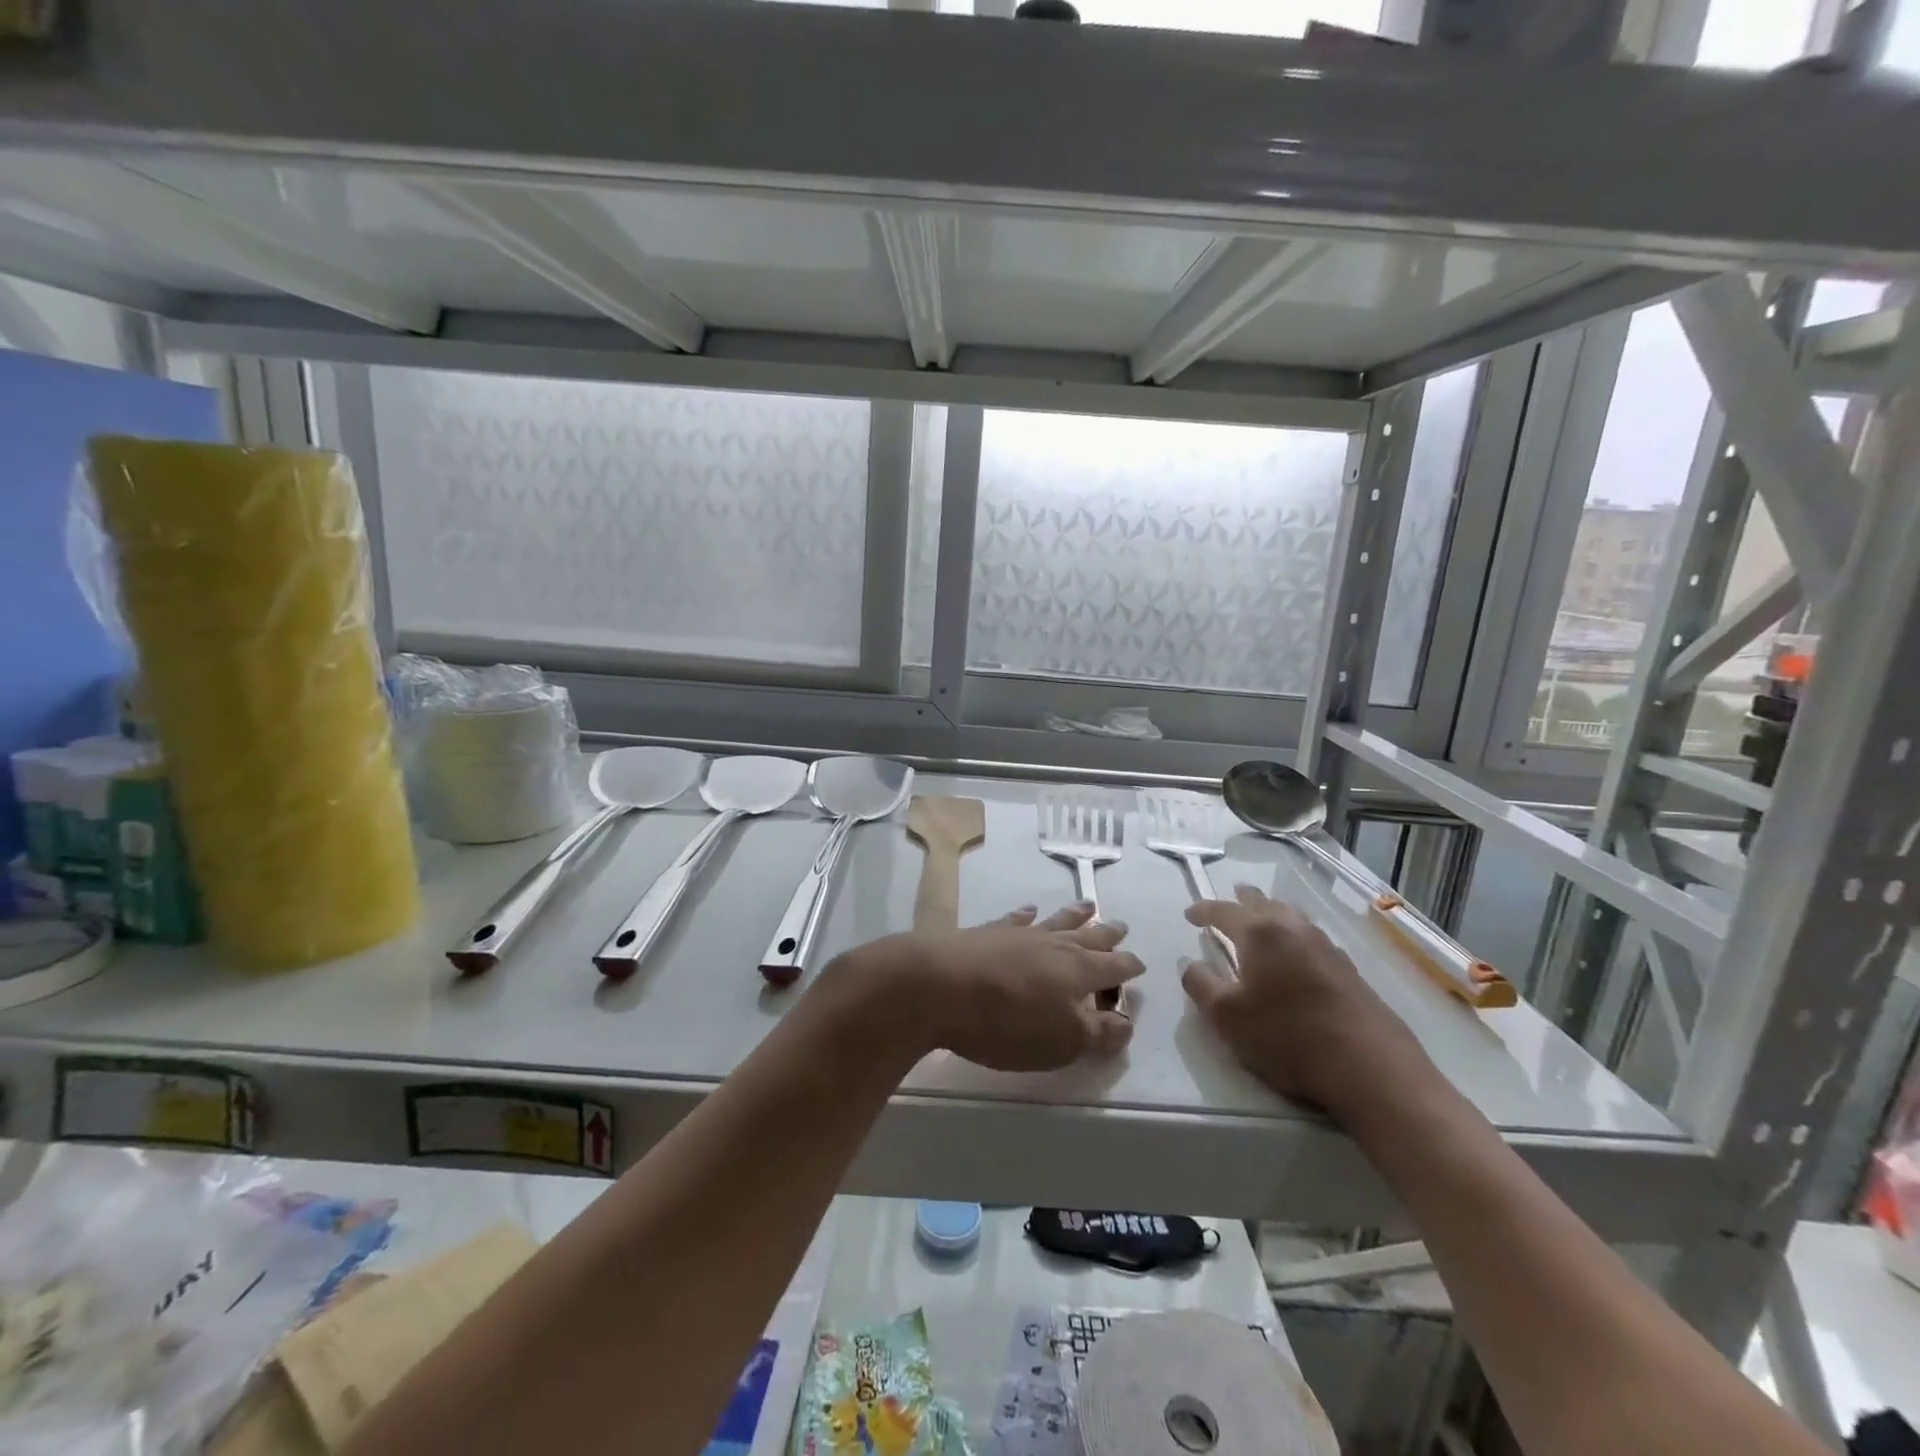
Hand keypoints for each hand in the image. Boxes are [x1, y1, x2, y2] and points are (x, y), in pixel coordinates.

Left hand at [840, 903, 1144, 1071]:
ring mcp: (1018, 934)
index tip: (1140, 965)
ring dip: (1074, 914)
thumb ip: (1098, 1032)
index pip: (1113, 967)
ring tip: (1088, 905)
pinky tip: (1029, 910)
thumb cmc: (1007, 1022)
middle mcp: (1053, 945)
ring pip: (1055, 921)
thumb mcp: (1062, 1041)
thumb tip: (1126, 1023)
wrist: (939, 986)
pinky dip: (1026, 915)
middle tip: (1121, 925)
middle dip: (1107, 934)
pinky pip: (1015, 919)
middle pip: (1088, 936)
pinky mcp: (987, 933)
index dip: (1128, 968)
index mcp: (1078, 971)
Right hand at [1181, 885, 1437, 1119]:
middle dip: (1242, 899)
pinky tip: (1298, 952)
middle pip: (1263, 902)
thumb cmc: (1288, 1038)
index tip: (1190, 914)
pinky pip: (1312, 937)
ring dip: (1272, 912)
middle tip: (1230, 898)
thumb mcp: (1227, 1018)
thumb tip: (1191, 964)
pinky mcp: (1350, 970)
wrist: (1372, 1069)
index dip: (1203, 910)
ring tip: (1262, 918)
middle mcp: (1293, 930)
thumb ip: (1201, 985)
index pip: (1224, 911)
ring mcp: (1327, 948)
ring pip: (1292, 916)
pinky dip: (1295, 934)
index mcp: (1260, 934)